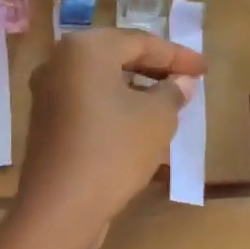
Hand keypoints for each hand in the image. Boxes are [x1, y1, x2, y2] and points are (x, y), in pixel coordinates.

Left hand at [17, 29, 204, 239]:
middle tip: (187, 82)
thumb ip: (172, 92)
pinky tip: (136, 123)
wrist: (60, 206)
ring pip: (100, 82)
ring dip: (134, 89)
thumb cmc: (113, 151)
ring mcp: (46, 93)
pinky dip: (112, 106)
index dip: (177, 56)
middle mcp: (57, 62)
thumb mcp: (157, 118)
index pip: (141, 42)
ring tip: (167, 103)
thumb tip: (181, 83)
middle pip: (116, 57)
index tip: (205, 69)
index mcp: (84, 48)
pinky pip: (86, 103)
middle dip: (154, 69)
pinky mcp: (44, 122)